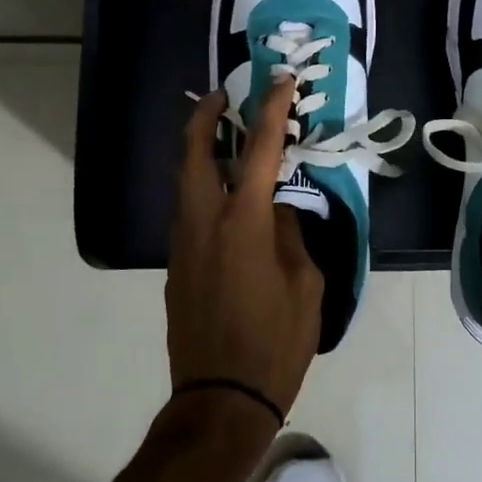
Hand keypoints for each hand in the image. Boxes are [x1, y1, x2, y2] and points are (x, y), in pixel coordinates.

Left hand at [167, 77, 322, 418]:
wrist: (221, 399)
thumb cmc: (276, 343)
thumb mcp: (305, 285)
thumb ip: (290, 236)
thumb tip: (278, 210)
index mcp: (243, 223)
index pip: (258, 151)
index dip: (271, 111)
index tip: (280, 82)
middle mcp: (204, 223)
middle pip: (194, 153)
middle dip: (205, 117)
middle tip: (222, 97)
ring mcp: (182, 245)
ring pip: (185, 183)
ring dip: (201, 154)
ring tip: (226, 142)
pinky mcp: (176, 267)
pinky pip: (189, 214)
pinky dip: (204, 191)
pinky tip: (228, 202)